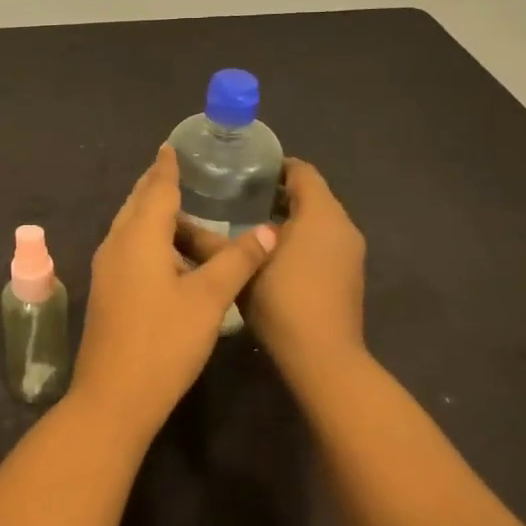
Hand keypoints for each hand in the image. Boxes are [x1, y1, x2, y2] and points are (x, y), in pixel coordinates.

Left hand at [72, 145, 277, 441]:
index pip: (156, 188)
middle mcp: (116, 244)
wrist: (113, 397)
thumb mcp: (209, 299)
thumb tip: (268, 230)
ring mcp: (107, 269)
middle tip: (180, 170)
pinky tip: (168, 253)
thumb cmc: (164, 342)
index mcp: (139, 237)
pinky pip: (128, 248)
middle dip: (157, 185)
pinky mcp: (108, 291)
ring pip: (130, 227)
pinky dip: (148, 237)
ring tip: (181, 209)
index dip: (167, 167)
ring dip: (153, 213)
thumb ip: (237, 260)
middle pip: (138, 203)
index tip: (172, 145)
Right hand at [182, 157, 364, 373]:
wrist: (323, 359)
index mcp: (321, 213)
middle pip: (311, 195)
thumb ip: (207, 242)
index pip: (302, 171)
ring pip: (317, 221)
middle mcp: (342, 226)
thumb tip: (175, 223)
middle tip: (237, 196)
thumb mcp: (238, 268)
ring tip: (246, 225)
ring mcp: (350, 253)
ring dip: (288, 218)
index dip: (274, 166)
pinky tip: (269, 256)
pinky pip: (323, 242)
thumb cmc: (282, 301)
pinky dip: (300, 239)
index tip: (243, 171)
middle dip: (277, 193)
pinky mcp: (348, 276)